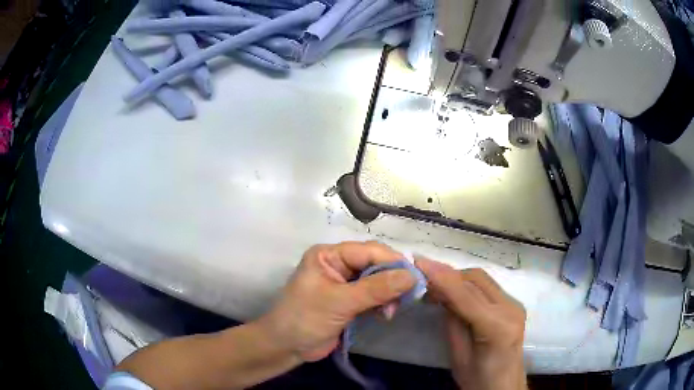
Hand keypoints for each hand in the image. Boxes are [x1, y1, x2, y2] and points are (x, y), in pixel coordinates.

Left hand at [258, 242, 416, 361]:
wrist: (287, 347)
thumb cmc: (305, 319)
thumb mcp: (340, 302)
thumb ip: (375, 289)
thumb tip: (411, 276)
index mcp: (329, 255)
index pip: (368, 251)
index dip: (393, 262)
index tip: (414, 277)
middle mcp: (338, 264)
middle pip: (375, 265)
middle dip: (392, 280)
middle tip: (404, 298)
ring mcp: (344, 284)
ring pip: (377, 281)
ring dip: (388, 295)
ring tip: (390, 312)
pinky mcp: (350, 301)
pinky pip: (374, 296)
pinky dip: (382, 304)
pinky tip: (384, 315)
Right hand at [415, 258, 527, 389]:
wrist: (504, 386)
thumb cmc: (478, 380)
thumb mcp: (458, 356)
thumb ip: (452, 322)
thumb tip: (440, 293)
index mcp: (497, 328)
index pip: (466, 295)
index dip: (442, 277)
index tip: (418, 263)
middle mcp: (510, 309)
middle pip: (476, 279)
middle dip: (448, 275)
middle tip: (421, 279)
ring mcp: (514, 304)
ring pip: (481, 279)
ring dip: (456, 279)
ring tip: (433, 287)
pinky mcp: (512, 304)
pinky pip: (486, 287)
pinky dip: (466, 286)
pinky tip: (453, 294)